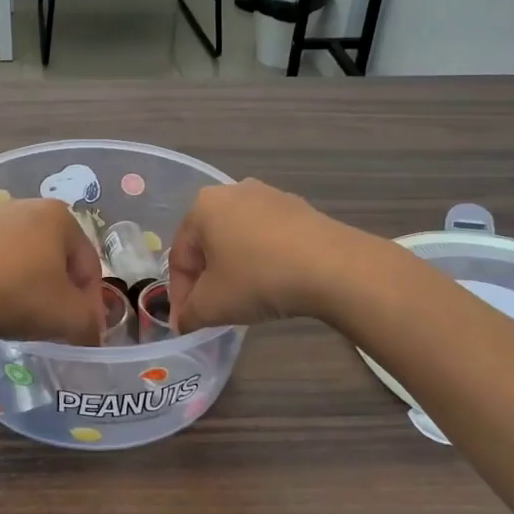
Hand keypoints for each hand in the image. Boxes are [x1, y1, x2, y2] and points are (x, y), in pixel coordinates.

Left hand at [0, 197, 102, 345]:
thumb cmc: (22, 296)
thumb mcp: (70, 317)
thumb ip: (91, 324)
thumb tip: (91, 332)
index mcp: (60, 215)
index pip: (89, 263)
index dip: (91, 300)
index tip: (84, 328)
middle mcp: (28, 207)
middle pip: (59, 258)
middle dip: (63, 291)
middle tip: (59, 323)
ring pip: (29, 260)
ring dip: (35, 287)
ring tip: (29, 318)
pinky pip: (1, 262)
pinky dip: (8, 283)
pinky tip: (2, 306)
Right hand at [169, 180, 350, 332]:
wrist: (334, 267)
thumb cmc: (258, 278)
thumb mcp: (212, 305)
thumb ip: (189, 314)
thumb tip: (185, 322)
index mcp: (202, 207)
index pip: (179, 257)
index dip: (180, 295)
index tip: (188, 322)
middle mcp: (232, 191)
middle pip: (208, 244)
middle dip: (207, 279)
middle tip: (214, 311)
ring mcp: (270, 196)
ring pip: (239, 240)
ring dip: (235, 269)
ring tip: (245, 300)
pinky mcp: (300, 208)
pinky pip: (268, 238)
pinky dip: (263, 261)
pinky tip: (275, 284)